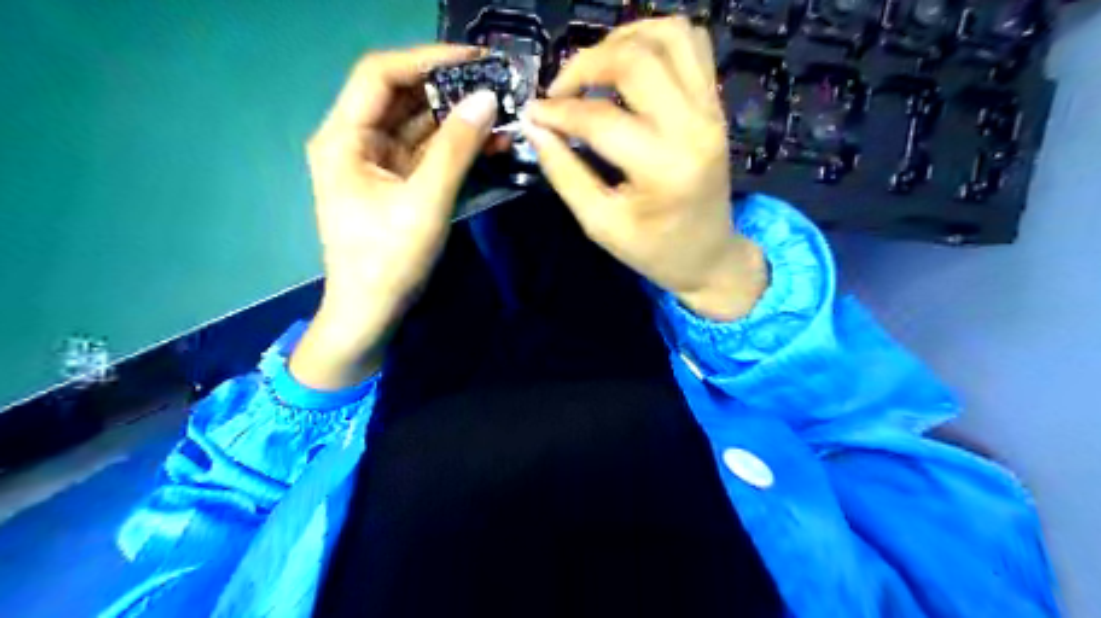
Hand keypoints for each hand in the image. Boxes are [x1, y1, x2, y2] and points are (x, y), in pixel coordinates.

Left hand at [292, 46, 500, 389]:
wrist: (372, 312)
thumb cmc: (388, 260)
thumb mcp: (425, 203)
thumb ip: (456, 149)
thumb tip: (487, 99)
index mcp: (344, 138)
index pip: (380, 75)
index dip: (427, 60)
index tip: (475, 60)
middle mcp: (356, 141)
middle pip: (402, 97)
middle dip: (449, 89)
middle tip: (497, 85)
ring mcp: (377, 162)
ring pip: (418, 125)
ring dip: (457, 118)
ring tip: (501, 112)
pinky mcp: (397, 182)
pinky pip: (427, 152)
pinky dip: (456, 146)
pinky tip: (489, 142)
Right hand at [521, 16, 767, 319]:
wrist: (708, 255)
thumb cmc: (652, 249)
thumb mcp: (600, 223)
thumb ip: (564, 172)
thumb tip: (534, 127)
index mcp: (663, 168)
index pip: (599, 119)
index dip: (557, 111)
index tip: (532, 113)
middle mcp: (693, 128)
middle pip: (635, 60)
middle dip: (585, 64)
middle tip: (560, 90)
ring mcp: (711, 111)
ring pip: (669, 36)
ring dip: (622, 41)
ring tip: (593, 69)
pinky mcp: (715, 104)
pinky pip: (691, 44)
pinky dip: (655, 39)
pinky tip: (629, 64)